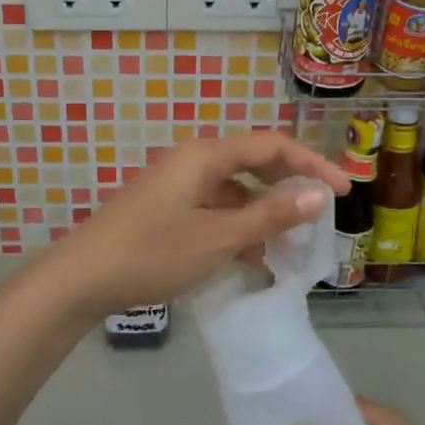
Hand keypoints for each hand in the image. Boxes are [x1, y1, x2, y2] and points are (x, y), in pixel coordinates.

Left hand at [32, 131, 349, 318]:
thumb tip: (317, 193)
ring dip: (264, 211)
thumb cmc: (153, 253)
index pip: (272, 145)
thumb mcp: (218, 238)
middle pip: (254, 162)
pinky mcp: (167, 208)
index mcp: (206, 155)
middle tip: (320, 214)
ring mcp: (177, 184)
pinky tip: (252, 256)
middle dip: (289, 186)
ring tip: (290, 245)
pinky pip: (215, 207)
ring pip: (234, 189)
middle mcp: (193, 160)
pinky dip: (238, 226)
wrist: (81, 278)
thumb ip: (269, 215)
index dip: (312, 164)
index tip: (343, 191)